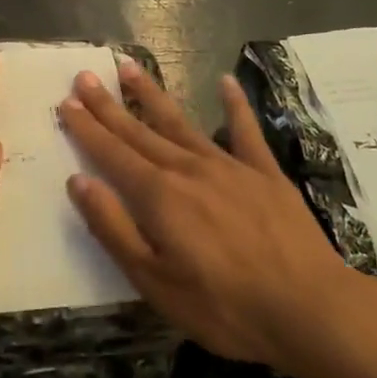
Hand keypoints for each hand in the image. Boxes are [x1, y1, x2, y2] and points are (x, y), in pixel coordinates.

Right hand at [60, 60, 376, 377]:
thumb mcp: (155, 281)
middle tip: (85, 75)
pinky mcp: (265, 173)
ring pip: (180, 122)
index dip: (86, 128)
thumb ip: (114, 228)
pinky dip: (235, 105)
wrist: (310, 310)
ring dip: (152, 95)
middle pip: (139, 131)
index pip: (112, 153)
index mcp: (158, 195)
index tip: (66, 102)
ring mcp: (228, 166)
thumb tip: (78, 182)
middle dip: (108, 104)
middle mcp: (187, 169)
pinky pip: (246, 131)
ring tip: (129, 67)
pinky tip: (225, 82)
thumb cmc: (224, 306)